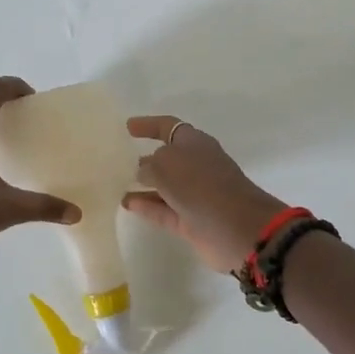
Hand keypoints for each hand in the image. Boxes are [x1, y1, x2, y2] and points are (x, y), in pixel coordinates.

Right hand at [123, 115, 287, 272]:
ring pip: (164, 186)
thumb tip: (144, 172)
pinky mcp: (193, 221)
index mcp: (195, 143)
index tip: (127, 127)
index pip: (168, 127)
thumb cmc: (201, 185)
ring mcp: (196, 195)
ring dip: (142, 185)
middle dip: (145, 159)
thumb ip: (149, 165)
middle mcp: (197, 165)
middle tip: (117, 161)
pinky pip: (164, 210)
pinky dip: (146, 206)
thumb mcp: (166, 164)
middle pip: (167, 158)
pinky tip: (126, 204)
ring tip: (116, 185)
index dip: (148, 125)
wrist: (239, 228)